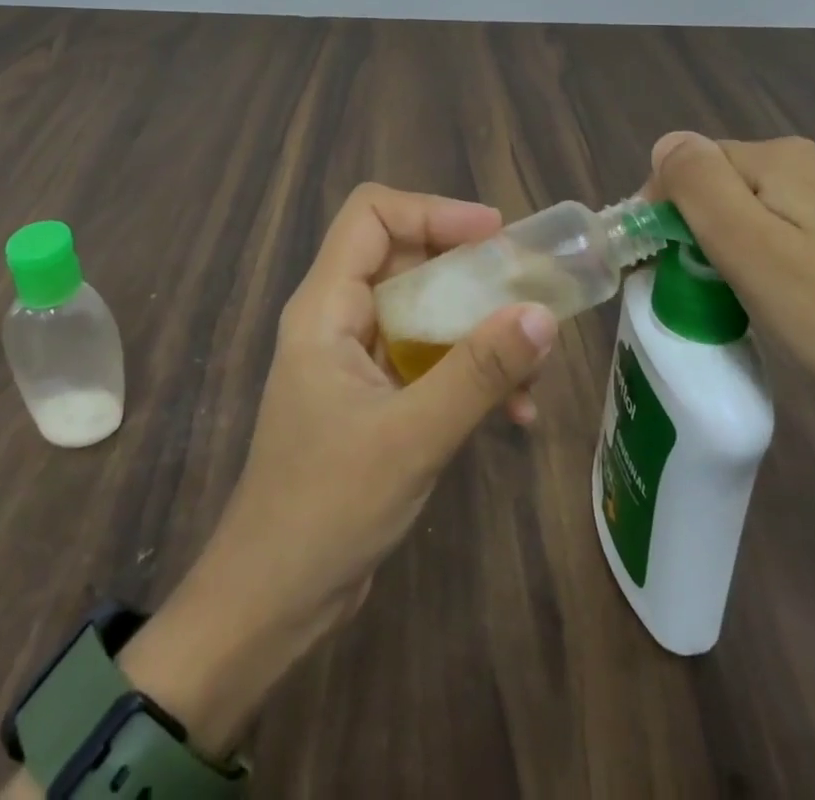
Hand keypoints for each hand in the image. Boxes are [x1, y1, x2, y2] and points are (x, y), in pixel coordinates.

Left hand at [119, 183, 557, 755]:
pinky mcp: (375, 397)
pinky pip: (429, 359)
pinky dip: (471, 372)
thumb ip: (478, 372)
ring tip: (532, 367)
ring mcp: (357, 359)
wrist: (272, 602)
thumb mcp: (412, 436)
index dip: (432, 211)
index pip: (371, 215)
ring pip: (426, 310)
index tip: (494, 234)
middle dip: (471, 272)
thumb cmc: (327, 509)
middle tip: (528, 294)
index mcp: (327, 307)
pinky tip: (515, 413)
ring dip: (480, 329)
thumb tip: (541, 314)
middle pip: (407, 258)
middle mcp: (340, 319)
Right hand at [649, 132, 814, 434]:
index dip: (664, 208)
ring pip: (743, 214)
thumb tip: (666, 142)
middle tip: (692, 289)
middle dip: (690, 229)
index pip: (690, 162)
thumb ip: (698, 184)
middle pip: (716, 185)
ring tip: (723, 301)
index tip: (659, 266)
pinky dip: (753, 264)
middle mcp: (809, 168)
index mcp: (783, 158)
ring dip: (718, 250)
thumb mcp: (749, 248)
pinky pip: (774, 238)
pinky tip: (764, 303)